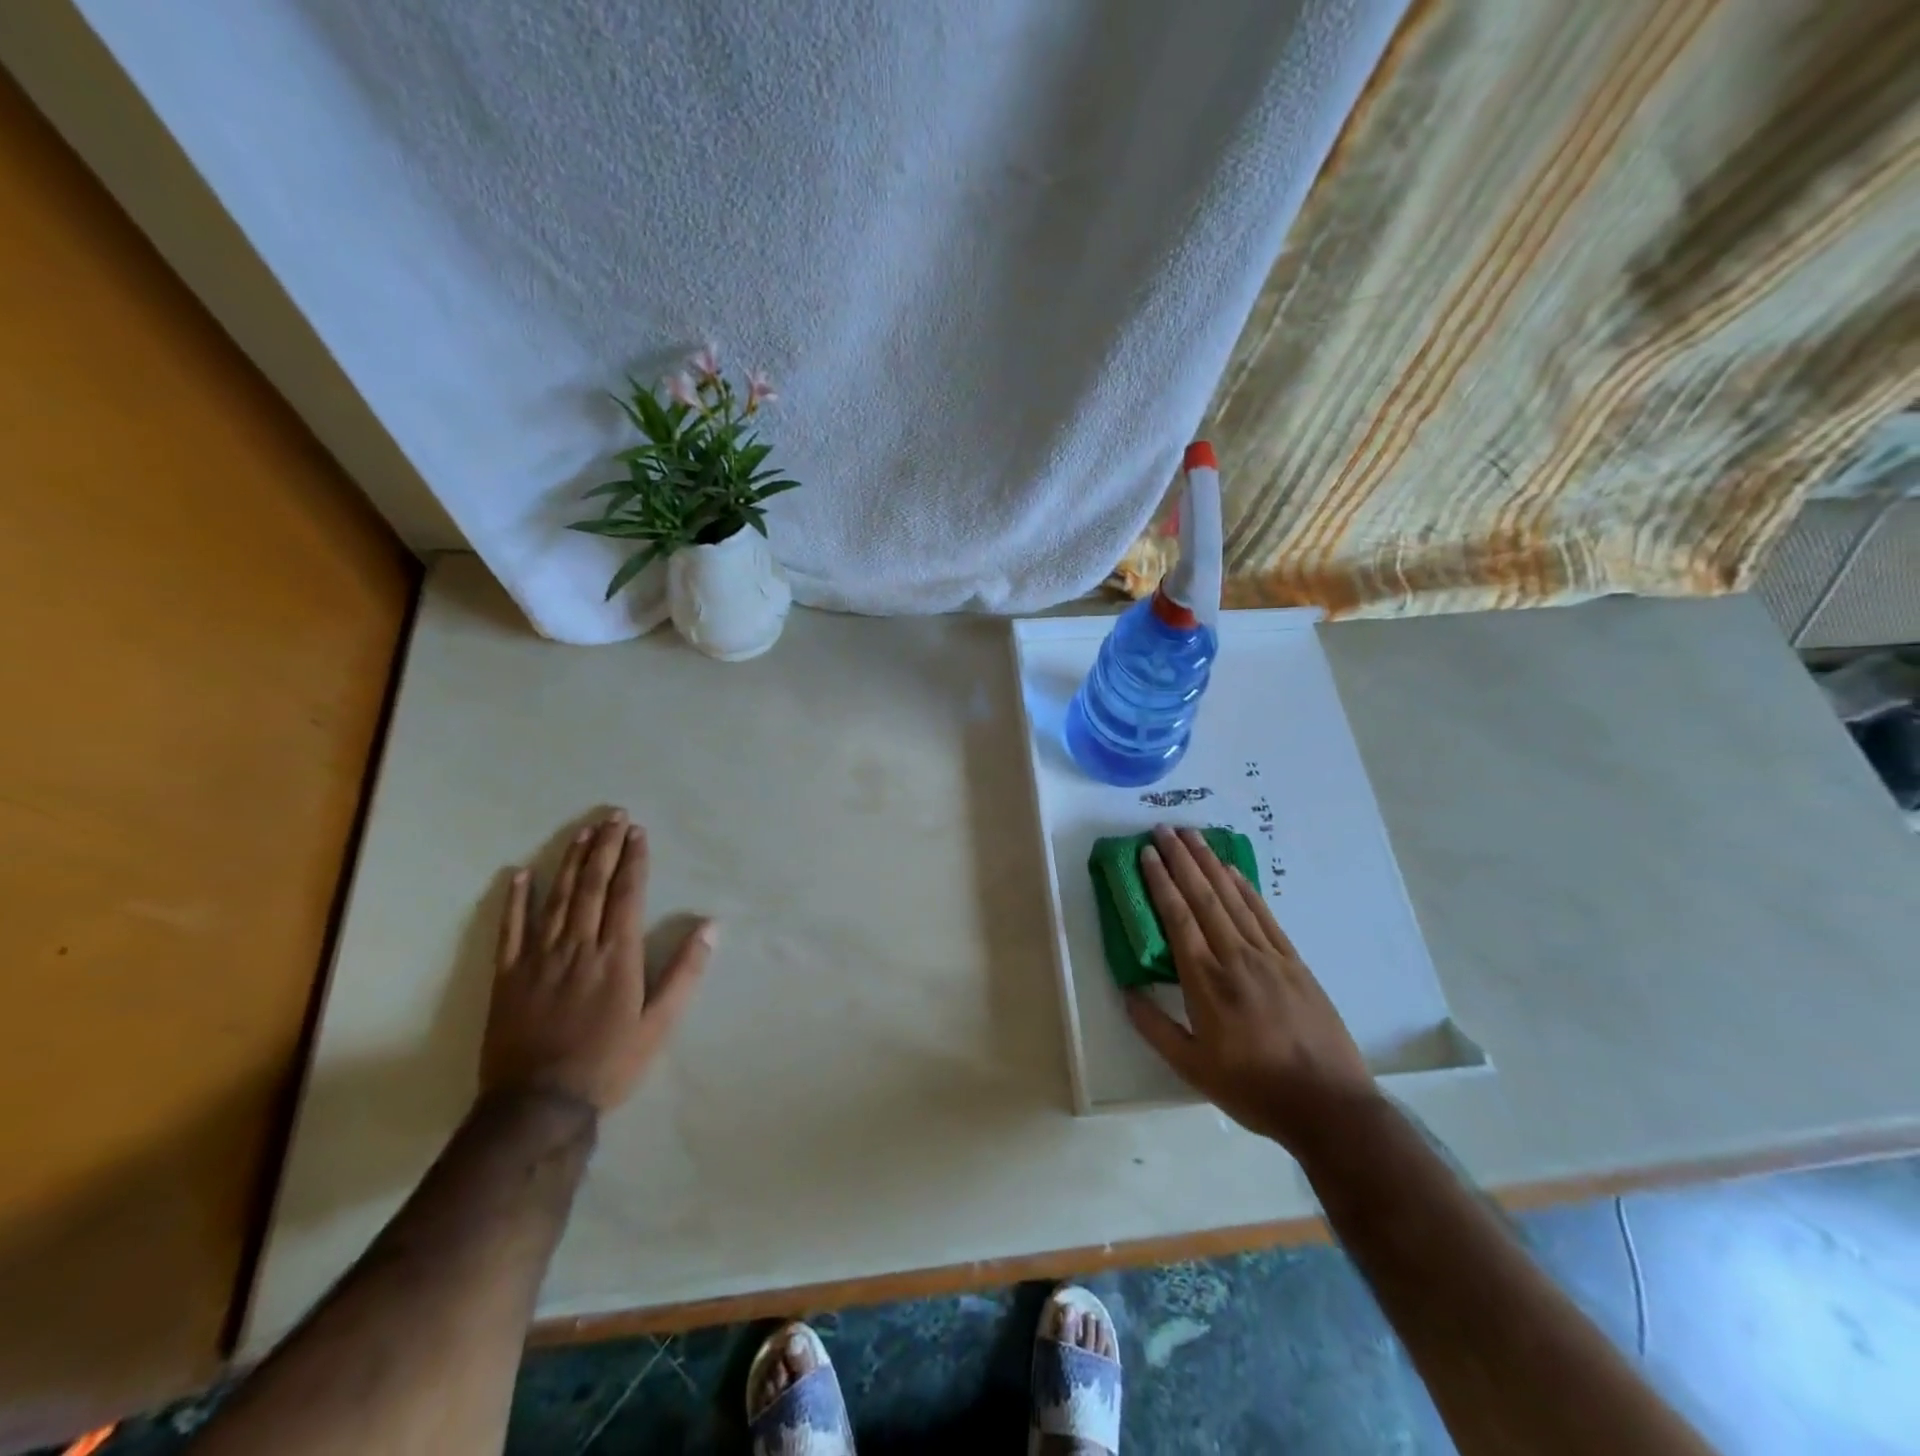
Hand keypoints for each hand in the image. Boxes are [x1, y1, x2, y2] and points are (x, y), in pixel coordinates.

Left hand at [482, 808, 714, 1113]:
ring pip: (557, 898)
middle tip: (613, 816)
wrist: (538, 1106)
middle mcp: (578, 946)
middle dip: (605, 847)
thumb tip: (710, 927)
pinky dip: (514, 900)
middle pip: (593, 886)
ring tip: (582, 832)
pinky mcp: (507, 976)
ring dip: (571, 861)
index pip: (627, 894)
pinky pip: (510, 930)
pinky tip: (519, 873)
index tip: (637, 832)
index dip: (633, 860)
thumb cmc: (608, 1064)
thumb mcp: (659, 1025)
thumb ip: (684, 973)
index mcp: (616, 956)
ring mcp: (538, 958)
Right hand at [1125, 825, 1378, 1153]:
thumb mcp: (1192, 1068)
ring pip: (1234, 898)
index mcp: (1206, 982)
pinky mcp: (1295, 962)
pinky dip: (1246, 888)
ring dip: (1211, 863)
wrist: (1328, 1105)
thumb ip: (1155, 1028)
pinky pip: (1265, 916)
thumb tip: (1126, 991)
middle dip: (1182, 859)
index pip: (1178, 918)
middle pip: (1204, 897)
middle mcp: (1236, 957)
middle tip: (1164, 829)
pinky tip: (1234, 871)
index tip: (1147, 853)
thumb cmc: (1253, 1088)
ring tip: (1194, 836)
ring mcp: (1269, 956)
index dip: (1160, 882)